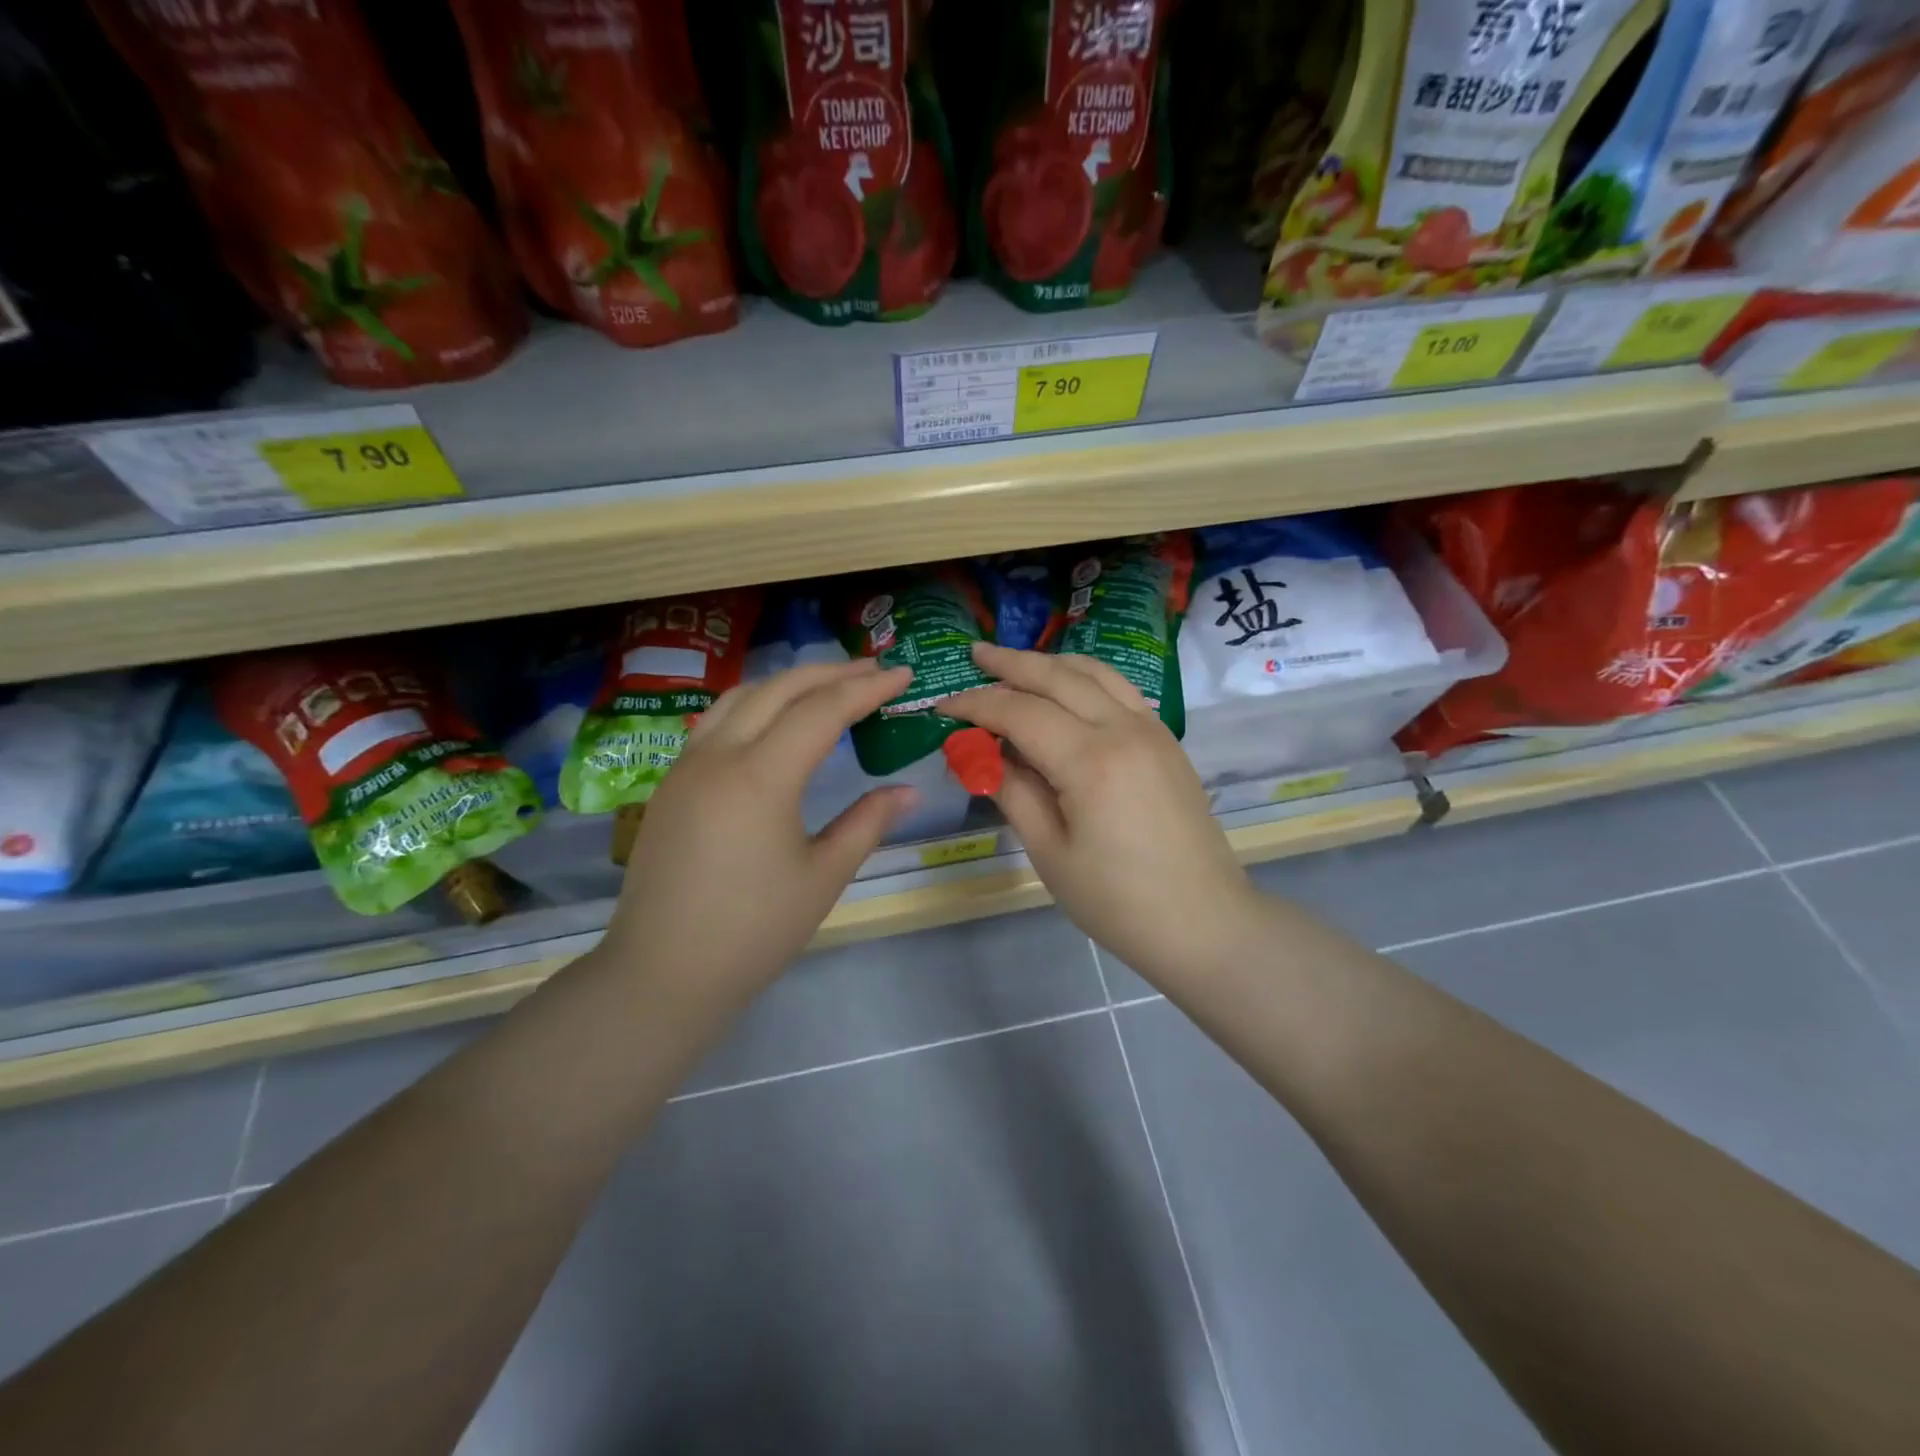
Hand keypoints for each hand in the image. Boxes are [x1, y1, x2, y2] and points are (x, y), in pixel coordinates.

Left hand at [602, 659, 916, 1006]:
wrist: (663, 972)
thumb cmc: (753, 931)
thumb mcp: (823, 877)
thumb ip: (867, 823)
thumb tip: (907, 791)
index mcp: (761, 777)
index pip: (822, 711)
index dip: (867, 689)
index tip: (903, 675)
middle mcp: (719, 756)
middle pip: (780, 689)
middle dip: (830, 673)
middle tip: (873, 670)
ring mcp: (687, 766)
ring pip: (741, 697)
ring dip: (788, 682)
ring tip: (826, 685)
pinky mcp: (671, 783)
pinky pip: (716, 721)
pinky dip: (754, 704)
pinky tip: (771, 720)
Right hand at [943, 644, 1262, 988]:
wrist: (1203, 921)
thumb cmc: (1117, 901)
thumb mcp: (1050, 853)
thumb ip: (1013, 792)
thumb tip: (981, 755)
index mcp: (1091, 761)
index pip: (1020, 712)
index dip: (977, 704)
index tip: (944, 705)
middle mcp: (1124, 729)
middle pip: (1058, 677)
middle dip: (1011, 663)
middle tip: (975, 654)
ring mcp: (1152, 730)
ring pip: (1095, 673)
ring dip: (1050, 663)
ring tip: (1015, 661)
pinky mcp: (1166, 741)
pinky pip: (1120, 690)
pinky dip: (1084, 678)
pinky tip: (1066, 688)